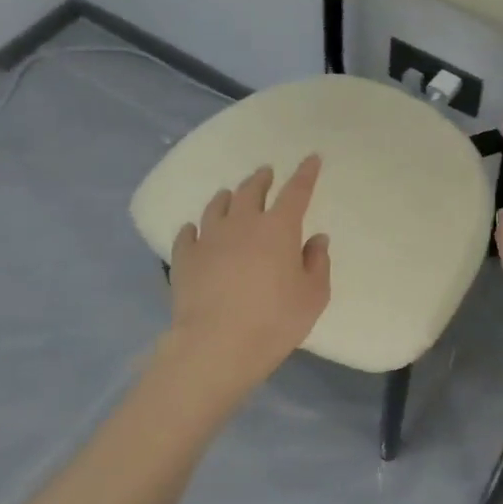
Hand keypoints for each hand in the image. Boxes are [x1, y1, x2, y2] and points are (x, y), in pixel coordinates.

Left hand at [168, 157, 331, 383]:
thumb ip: (317, 263)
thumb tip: (315, 239)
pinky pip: (188, 233)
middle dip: (262, 179)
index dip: (306, 173)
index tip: (312, 158)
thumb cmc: (275, 320)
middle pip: (251, 191)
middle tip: (266, 174)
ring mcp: (209, 238)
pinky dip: (195, 228)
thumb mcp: (313, 296)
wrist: (217, 345)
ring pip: (217, 206)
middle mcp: (242, 224)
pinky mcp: (184, 258)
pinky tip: (194, 230)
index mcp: (279, 228)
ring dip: (228, 197)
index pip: (296, 191)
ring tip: (231, 195)